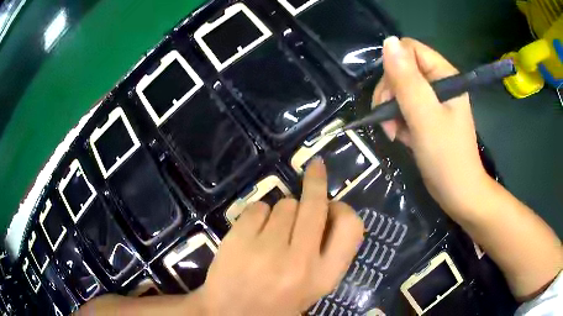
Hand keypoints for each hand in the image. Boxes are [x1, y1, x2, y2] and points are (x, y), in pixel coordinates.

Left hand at [197, 159, 363, 315]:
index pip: (351, 226)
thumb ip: (326, 253)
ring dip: (282, 211)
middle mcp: (301, 261)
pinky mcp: (238, 239)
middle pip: (315, 204)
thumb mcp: (313, 287)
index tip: (332, 201)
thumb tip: (328, 209)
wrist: (229, 314)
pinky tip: (252, 234)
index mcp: (324, 276)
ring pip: (285, 203)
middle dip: (316, 182)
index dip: (343, 208)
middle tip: (315, 170)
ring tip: (271, 233)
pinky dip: (258, 214)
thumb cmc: (275, 303)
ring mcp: (267, 249)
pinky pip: (258, 207)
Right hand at [372, 37, 488, 217]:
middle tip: (387, 121)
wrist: (457, 193)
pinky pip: (404, 107)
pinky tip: (399, 137)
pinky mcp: (427, 116)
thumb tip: (388, 42)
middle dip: (389, 94)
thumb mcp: (425, 117)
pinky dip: (397, 121)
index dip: (394, 67)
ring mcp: (433, 100)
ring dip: (390, 110)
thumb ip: (407, 80)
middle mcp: (439, 83)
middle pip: (402, 70)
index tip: (390, 96)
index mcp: (444, 75)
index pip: (410, 50)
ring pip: (400, 89)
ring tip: (393, 133)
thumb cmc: (446, 156)